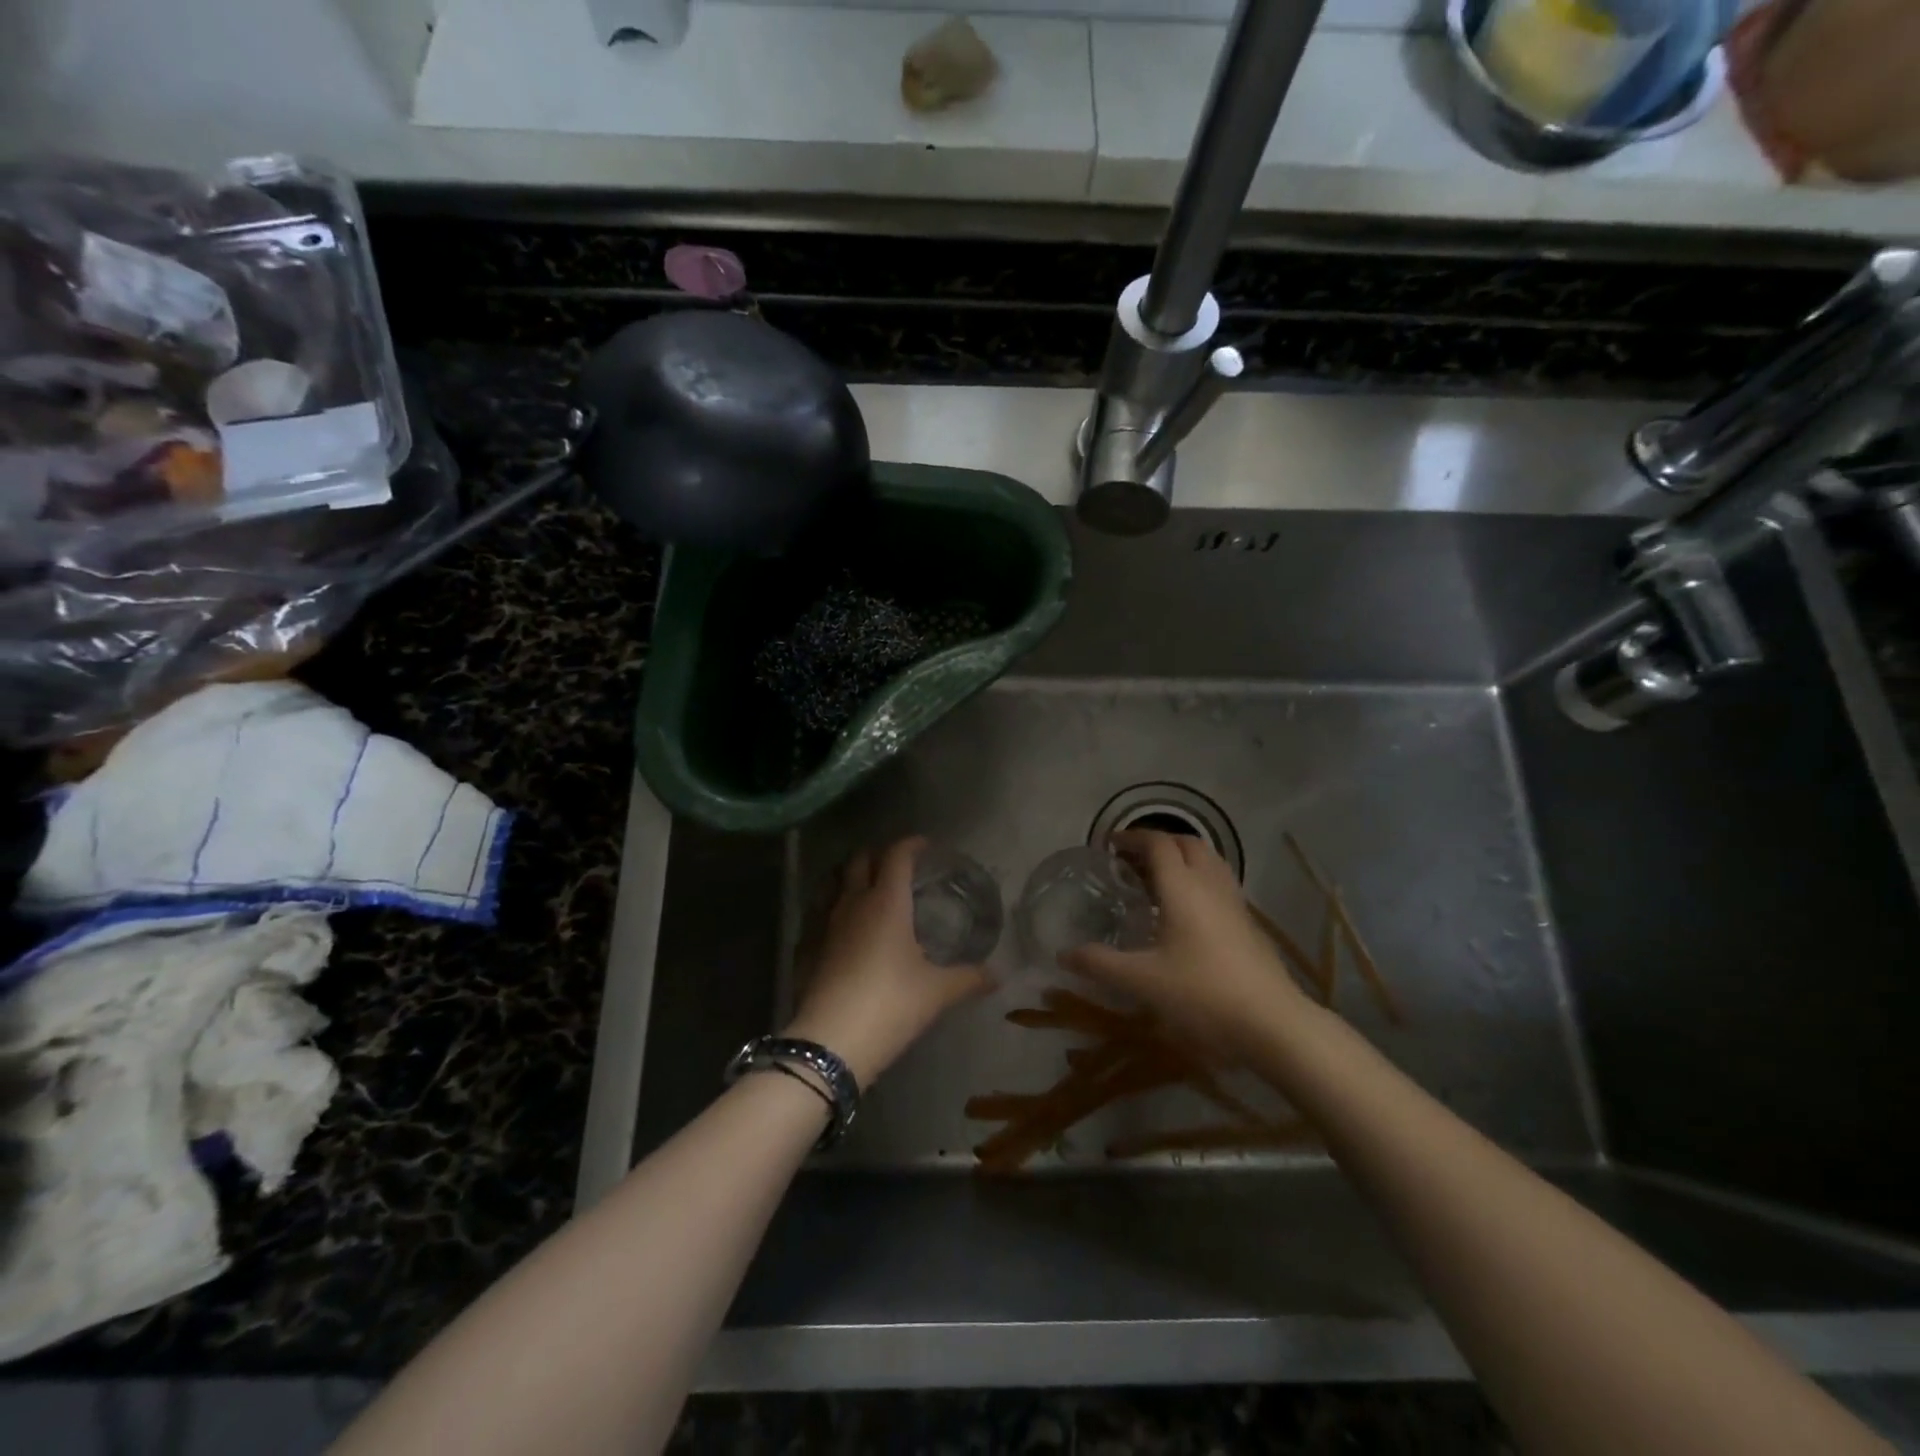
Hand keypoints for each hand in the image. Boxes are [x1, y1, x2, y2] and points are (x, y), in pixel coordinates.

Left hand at [784, 836, 990, 1086]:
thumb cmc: (891, 1004)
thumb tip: (997, 976)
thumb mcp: (937, 992)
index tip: (924, 846)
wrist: (831, 1041)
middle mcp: (853, 902)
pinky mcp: (806, 946)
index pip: (897, 855)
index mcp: (887, 901)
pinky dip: (829, 909)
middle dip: (877, 855)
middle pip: (860, 860)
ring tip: (864, 887)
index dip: (911, 845)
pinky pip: (816, 913)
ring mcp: (824, 923)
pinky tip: (839, 927)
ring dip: (848, 876)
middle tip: (896, 866)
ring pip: (832, 882)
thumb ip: (968, 978)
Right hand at [1059, 830, 1315, 1060]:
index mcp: (1182, 887)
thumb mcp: (1142, 981)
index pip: (1157, 844)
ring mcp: (1234, 902)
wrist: (1272, 1022)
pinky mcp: (1248, 923)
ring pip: (1208, 861)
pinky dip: (1198, 879)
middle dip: (1158, 842)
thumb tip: (1063, 954)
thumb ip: (1100, 964)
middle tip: (1130, 860)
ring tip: (1156, 879)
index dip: (1131, 838)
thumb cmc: (1202, 993)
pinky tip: (1185, 911)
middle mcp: (1210, 885)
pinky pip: (1219, 882)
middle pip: (1186, 843)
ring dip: (1181, 858)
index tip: (1108, 845)